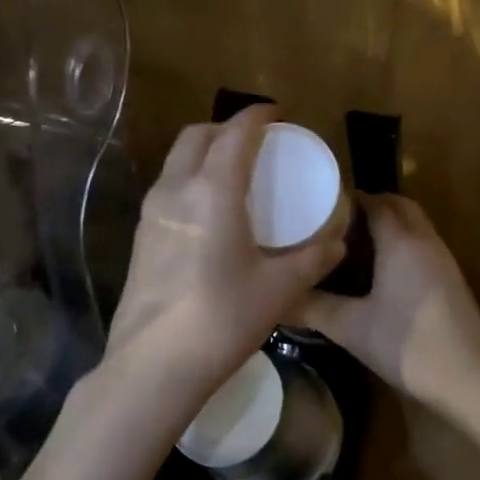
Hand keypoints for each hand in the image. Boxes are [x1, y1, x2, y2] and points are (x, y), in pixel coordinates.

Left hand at [101, 106, 345, 409]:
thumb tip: (339, 243)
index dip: (256, 116)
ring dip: (205, 152)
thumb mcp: (279, 288)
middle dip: (226, 128)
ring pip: (177, 161)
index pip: (235, 133)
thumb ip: (312, 259)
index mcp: (213, 191)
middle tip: (256, 141)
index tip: (276, 113)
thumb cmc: (223, 318)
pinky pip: (168, 187)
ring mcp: (151, 213)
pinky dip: (191, 179)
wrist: (153, 365)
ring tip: (234, 172)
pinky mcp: (140, 236)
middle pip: (197, 136)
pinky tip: (210, 211)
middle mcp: (176, 189)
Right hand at [296, 194, 479, 412]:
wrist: (470, 378)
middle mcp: (423, 239)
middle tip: (332, 226)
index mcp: (400, 239)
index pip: (373, 200)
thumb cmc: (408, 344)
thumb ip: (312, 307)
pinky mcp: (449, 279)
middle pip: (396, 205)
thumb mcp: (350, 327)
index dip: (345, 200)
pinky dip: (397, 245)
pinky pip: (419, 245)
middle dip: (366, 208)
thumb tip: (277, 297)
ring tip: (348, 247)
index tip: (315, 209)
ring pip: (411, 225)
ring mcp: (441, 258)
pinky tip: (375, 274)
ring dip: (384, 227)